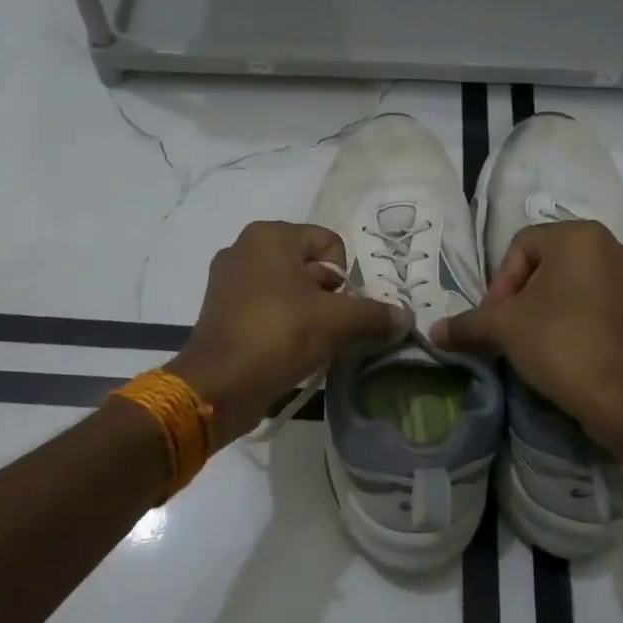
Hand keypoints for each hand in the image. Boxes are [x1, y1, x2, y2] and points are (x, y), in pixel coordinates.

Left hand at [169, 221, 406, 445]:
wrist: (219, 386)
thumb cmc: (279, 336)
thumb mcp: (336, 322)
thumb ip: (374, 314)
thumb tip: (403, 316)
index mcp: (269, 236)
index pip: (330, 244)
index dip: (344, 278)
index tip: (338, 310)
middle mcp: (245, 248)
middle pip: (310, 266)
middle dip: (328, 297)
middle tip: (328, 329)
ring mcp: (227, 279)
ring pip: (289, 289)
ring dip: (308, 314)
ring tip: (311, 344)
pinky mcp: (220, 310)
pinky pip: (267, 308)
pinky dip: (283, 324)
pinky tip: (289, 351)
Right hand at [433, 221, 622, 449]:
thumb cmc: (561, 344)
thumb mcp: (503, 330)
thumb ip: (466, 324)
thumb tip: (433, 332)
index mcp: (579, 236)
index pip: (520, 246)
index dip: (499, 282)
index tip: (495, 319)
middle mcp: (612, 246)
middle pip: (547, 263)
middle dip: (521, 296)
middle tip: (508, 330)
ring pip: (573, 284)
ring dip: (546, 308)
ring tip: (532, 342)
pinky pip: (597, 303)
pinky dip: (575, 319)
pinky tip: (563, 350)